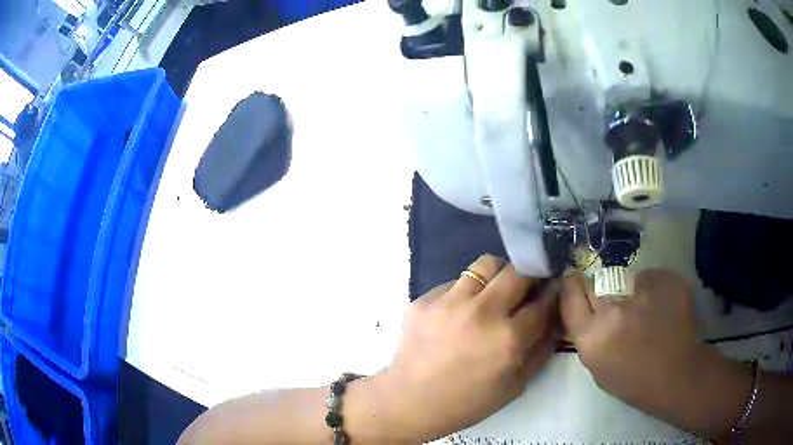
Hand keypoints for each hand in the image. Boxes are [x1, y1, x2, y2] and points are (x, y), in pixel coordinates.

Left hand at [378, 255, 557, 441]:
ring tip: (494, 294)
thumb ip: (541, 349)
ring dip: (498, 275)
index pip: (542, 302)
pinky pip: (456, 282)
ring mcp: (449, 302)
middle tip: (526, 287)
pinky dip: (466, 291)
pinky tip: (460, 313)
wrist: (410, 402)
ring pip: (487, 264)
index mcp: (508, 340)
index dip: (551, 293)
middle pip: (518, 271)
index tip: (552, 289)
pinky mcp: (425, 299)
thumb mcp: (516, 385)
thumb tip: (554, 316)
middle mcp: (481, 313)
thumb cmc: (467, 402)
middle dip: (530, 275)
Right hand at [560, 269, 751, 437]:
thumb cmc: (634, 381)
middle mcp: (613, 309)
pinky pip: (648, 276)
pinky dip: (650, 288)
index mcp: (592, 337)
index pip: (570, 297)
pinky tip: (661, 307)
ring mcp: (641, 290)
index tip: (573, 284)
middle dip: (598, 289)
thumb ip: (588, 336)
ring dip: (626, 289)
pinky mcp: (663, 278)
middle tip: (612, 301)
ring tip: (643, 309)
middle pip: (594, 282)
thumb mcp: (598, 368)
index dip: (570, 288)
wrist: (678, 373)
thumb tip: (586, 309)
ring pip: (623, 277)